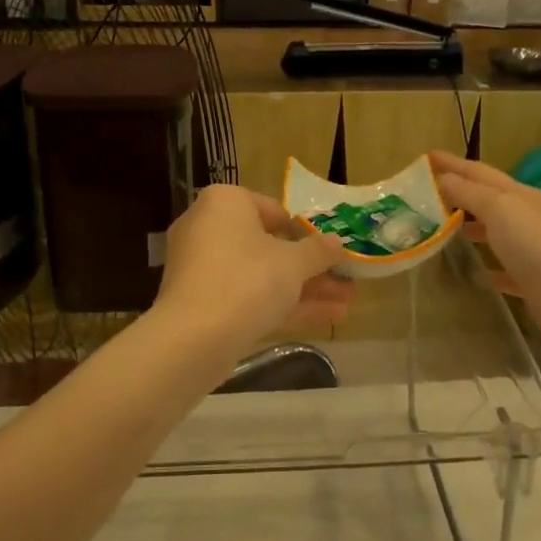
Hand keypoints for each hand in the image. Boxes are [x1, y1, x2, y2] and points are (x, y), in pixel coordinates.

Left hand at [153, 185, 352, 348]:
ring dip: (303, 289)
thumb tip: (337, 242)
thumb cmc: (247, 280)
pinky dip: (282, 305)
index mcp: (224, 203)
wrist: (194, 338)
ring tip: (347, 303)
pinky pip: (248, 297)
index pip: (272, 209)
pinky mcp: (203, 304)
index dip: (305, 231)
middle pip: (269, 246)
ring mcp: (203, 269)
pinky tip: (326, 318)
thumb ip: (318, 251)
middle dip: (309, 267)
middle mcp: (208, 228)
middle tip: (344, 279)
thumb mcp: (293, 263)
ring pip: (261, 276)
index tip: (329, 250)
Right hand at [429, 152, 540, 367]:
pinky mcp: (536, 286)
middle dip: (457, 194)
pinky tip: (472, 274)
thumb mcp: (502, 209)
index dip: (452, 163)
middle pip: (488, 200)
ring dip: (470, 229)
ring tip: (438, 232)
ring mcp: (535, 253)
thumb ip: (470, 193)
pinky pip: (504, 271)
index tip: (424, 157)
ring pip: (495, 234)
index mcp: (522, 196)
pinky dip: (487, 267)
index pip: (479, 172)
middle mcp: (530, 219)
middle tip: (423, 197)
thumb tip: (441, 178)